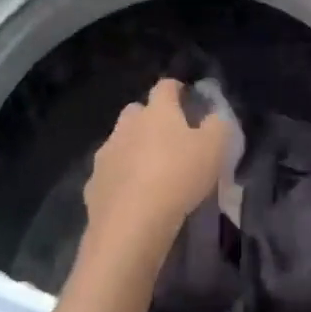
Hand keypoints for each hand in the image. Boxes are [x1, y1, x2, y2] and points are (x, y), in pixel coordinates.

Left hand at [81, 79, 233, 270]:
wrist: (131, 225)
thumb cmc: (178, 177)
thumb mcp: (215, 148)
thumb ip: (218, 125)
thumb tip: (214, 117)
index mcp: (157, 112)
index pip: (165, 86)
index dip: (178, 89)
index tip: (188, 99)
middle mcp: (126, 126)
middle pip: (136, 111)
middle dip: (150, 119)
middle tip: (170, 138)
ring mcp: (105, 155)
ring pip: (119, 142)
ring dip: (133, 149)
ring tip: (151, 171)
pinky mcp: (92, 184)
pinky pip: (109, 174)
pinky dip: (120, 179)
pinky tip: (133, 196)